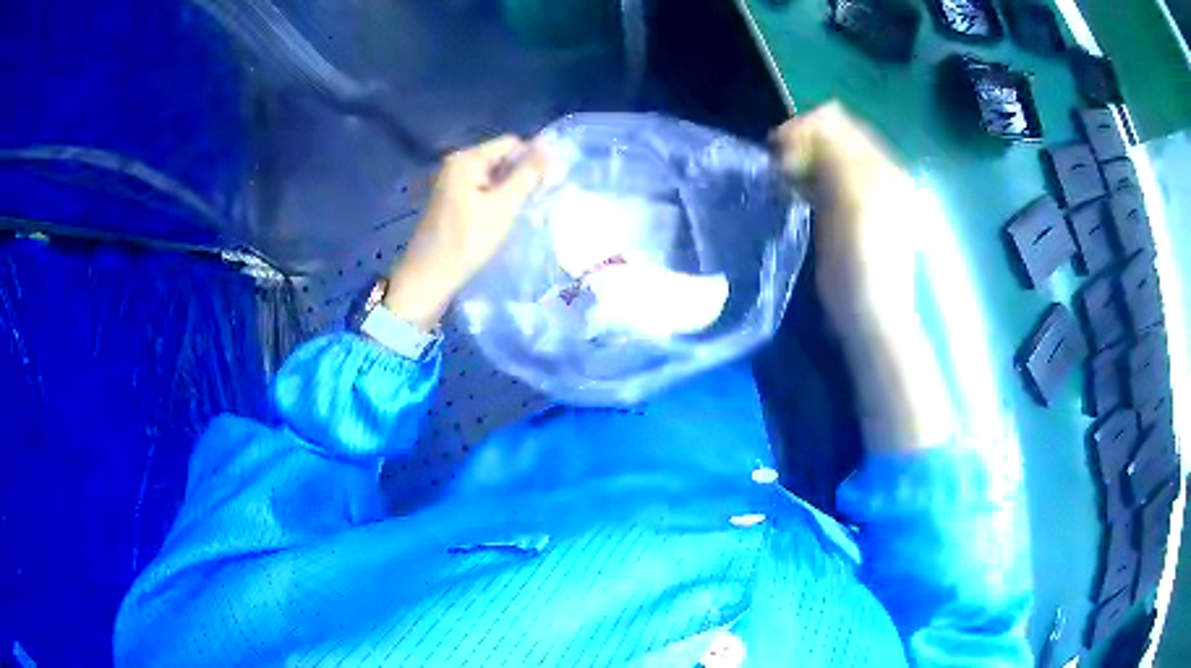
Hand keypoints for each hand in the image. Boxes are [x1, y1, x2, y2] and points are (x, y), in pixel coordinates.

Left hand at [383, 135, 547, 330]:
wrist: (429, 277)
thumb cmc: (467, 241)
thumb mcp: (504, 206)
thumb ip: (527, 175)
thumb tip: (548, 148)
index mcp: (467, 159)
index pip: (511, 144)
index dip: (532, 159)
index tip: (545, 185)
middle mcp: (456, 164)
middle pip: (501, 158)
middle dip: (520, 175)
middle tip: (535, 201)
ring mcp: (451, 183)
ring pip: (492, 176)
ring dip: (509, 190)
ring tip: (519, 212)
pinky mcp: (450, 201)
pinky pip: (481, 189)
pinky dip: (494, 199)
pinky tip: (501, 219)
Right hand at [771, 102, 917, 337]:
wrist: (869, 313)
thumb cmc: (863, 258)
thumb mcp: (853, 198)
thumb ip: (835, 154)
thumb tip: (810, 124)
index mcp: (884, 166)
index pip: (842, 124)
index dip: (809, 127)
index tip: (780, 146)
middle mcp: (876, 174)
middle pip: (833, 139)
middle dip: (803, 142)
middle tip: (779, 162)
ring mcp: (863, 195)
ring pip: (825, 160)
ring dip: (802, 160)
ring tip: (784, 177)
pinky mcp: (847, 214)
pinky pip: (823, 181)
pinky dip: (806, 179)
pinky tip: (795, 192)